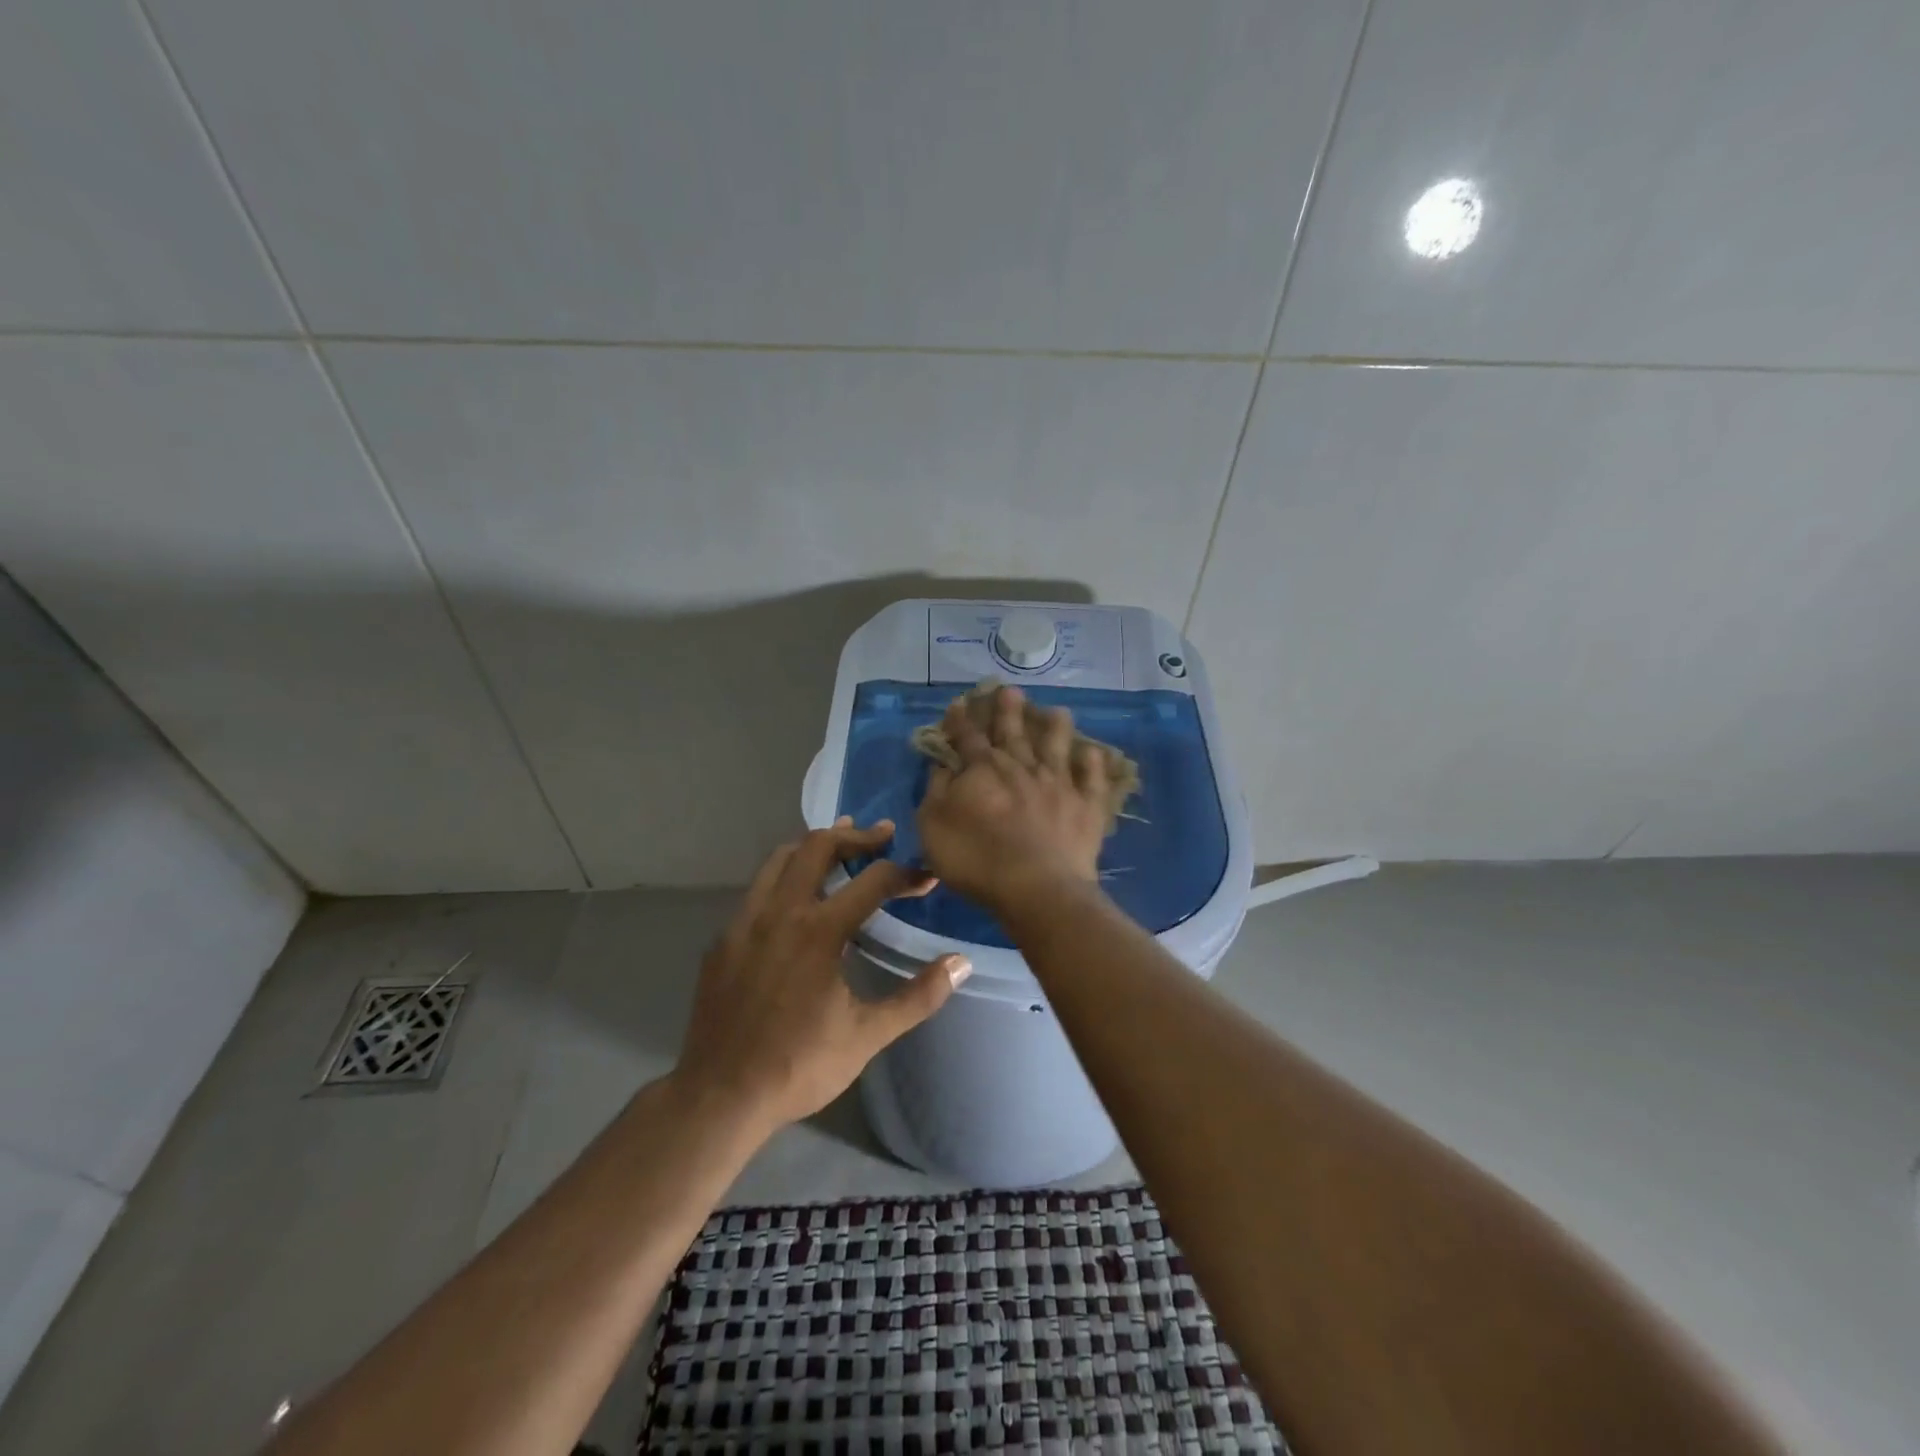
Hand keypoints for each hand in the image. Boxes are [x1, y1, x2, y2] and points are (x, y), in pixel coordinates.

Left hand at [673, 818, 971, 1131]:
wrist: (720, 1096)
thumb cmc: (799, 1066)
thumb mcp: (868, 1035)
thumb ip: (918, 996)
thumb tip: (961, 963)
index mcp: (819, 931)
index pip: (873, 881)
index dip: (906, 874)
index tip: (927, 878)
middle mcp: (780, 912)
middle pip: (817, 846)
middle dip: (855, 836)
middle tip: (882, 836)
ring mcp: (744, 923)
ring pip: (779, 859)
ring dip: (814, 846)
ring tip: (840, 847)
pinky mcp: (723, 940)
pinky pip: (757, 890)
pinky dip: (784, 879)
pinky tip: (797, 904)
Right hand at [916, 685, 1110, 912]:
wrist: (1036, 886)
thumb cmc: (976, 858)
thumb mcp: (933, 826)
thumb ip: (936, 791)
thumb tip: (943, 765)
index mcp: (983, 770)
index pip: (967, 737)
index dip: (960, 720)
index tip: (958, 704)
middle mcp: (1022, 767)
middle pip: (1013, 732)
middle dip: (1008, 710)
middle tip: (1011, 690)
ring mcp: (1058, 784)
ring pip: (1057, 746)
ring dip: (1056, 727)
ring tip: (1057, 711)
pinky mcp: (1086, 806)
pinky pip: (1092, 779)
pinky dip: (1093, 764)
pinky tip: (1093, 752)